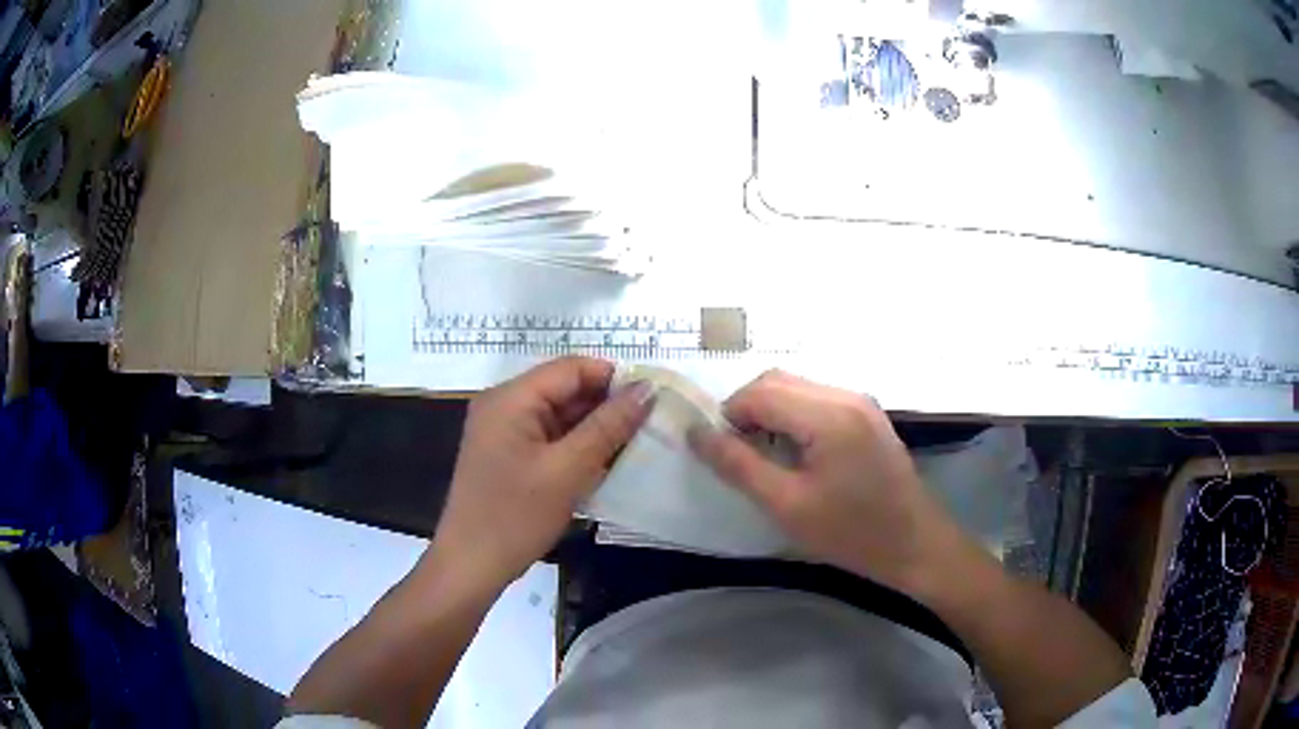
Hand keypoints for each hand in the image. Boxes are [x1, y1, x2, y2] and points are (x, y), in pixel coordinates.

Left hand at [425, 357, 652, 596]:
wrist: (471, 566)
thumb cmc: (516, 516)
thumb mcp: (567, 470)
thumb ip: (609, 426)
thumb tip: (648, 389)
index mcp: (510, 398)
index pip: (571, 368)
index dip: (614, 378)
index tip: (654, 401)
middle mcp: (504, 405)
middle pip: (565, 389)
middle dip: (607, 405)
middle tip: (652, 425)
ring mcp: (504, 431)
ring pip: (560, 416)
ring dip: (596, 428)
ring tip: (638, 444)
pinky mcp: (509, 455)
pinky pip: (550, 438)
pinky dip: (578, 446)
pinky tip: (606, 463)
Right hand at [690, 370, 957, 595]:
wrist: (915, 544)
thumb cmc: (851, 533)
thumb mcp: (787, 506)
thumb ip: (739, 465)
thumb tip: (697, 433)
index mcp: (828, 415)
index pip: (759, 392)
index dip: (728, 416)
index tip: (720, 453)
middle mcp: (846, 395)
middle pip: (778, 381)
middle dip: (747, 410)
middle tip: (738, 454)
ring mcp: (861, 402)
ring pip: (797, 387)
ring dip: (770, 412)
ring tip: (764, 456)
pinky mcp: (867, 414)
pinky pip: (817, 399)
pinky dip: (793, 416)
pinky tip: (795, 452)